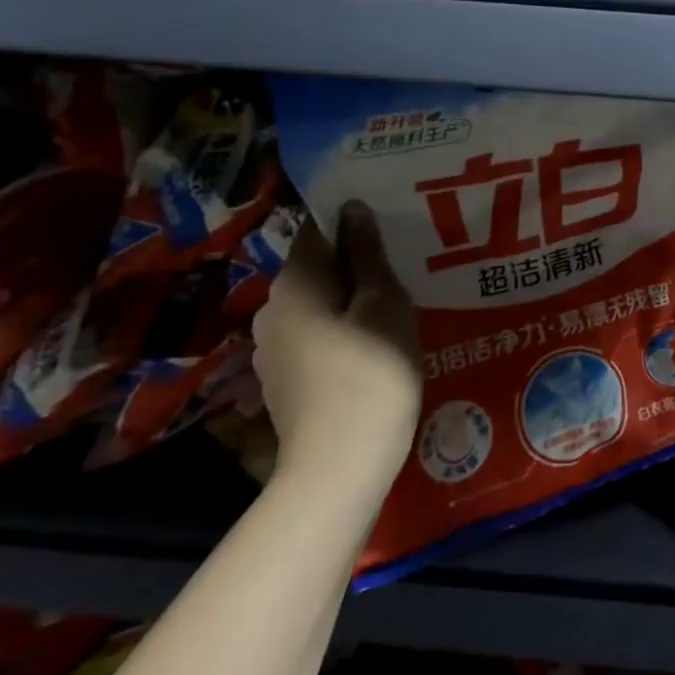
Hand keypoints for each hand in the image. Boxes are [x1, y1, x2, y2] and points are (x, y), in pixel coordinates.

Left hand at [252, 202, 422, 500]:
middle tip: (403, 268)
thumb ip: (367, 253)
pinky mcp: (283, 381)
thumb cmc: (372, 371)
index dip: (355, 224)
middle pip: (318, 270)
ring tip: (393, 307)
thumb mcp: (383, 303)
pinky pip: (315, 338)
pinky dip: (341, 333)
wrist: (339, 466)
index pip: (319, 230)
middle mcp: (272, 309)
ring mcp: (271, 350)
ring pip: (318, 307)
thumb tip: (352, 208)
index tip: (392, 228)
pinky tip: (372, 347)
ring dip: (350, 302)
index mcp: (295, 282)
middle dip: (356, 265)